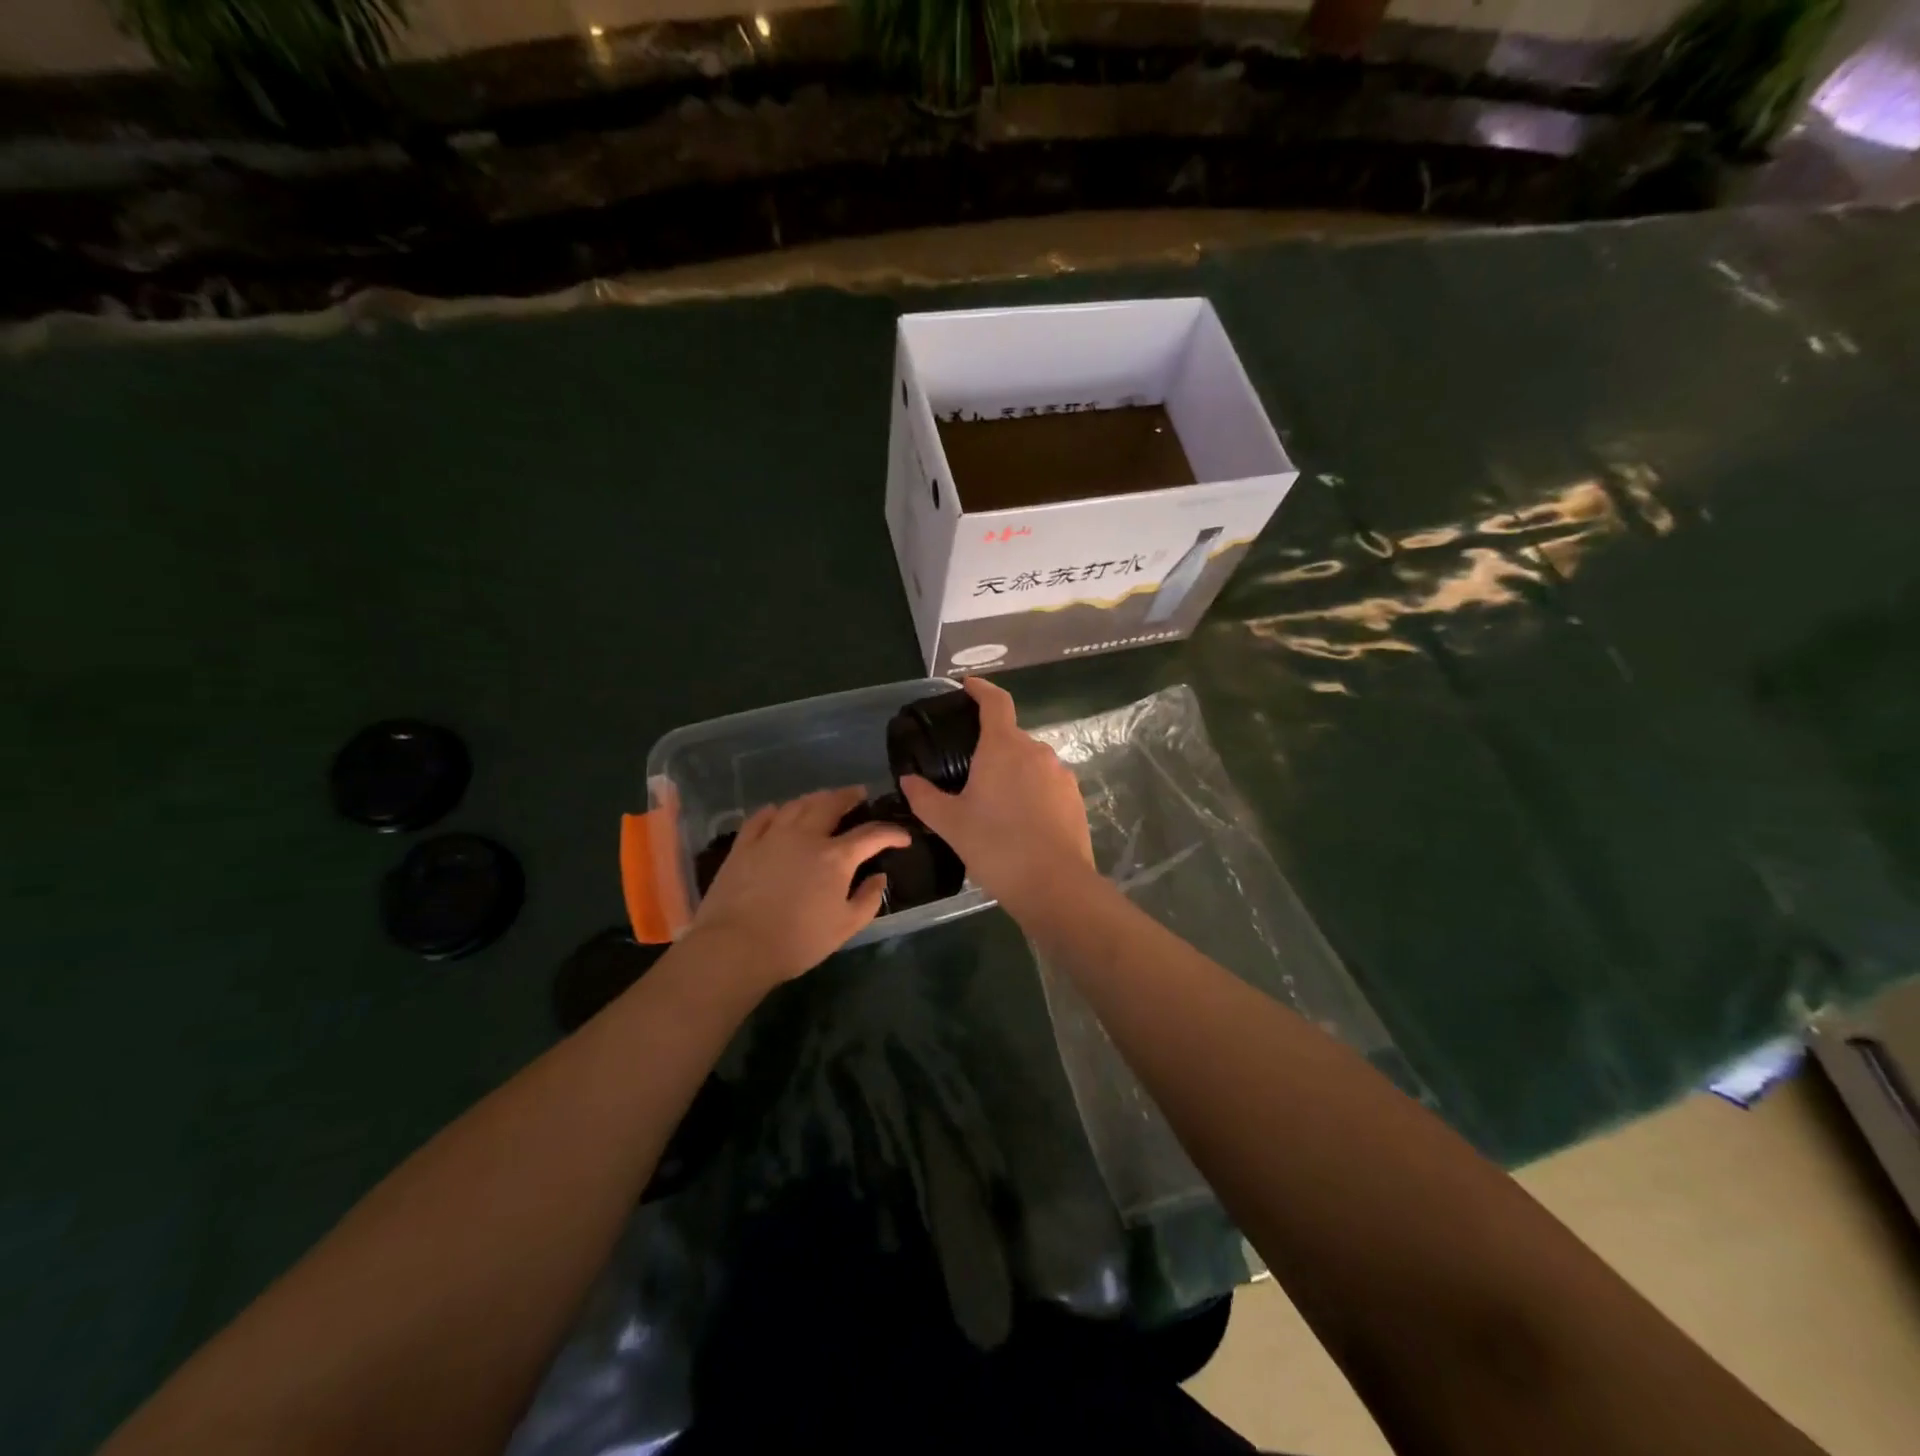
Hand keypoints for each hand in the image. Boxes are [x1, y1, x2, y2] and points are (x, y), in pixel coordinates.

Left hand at [690, 787, 910, 986]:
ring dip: (816, 798)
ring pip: (798, 804)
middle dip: (849, 796)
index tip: (903, 837)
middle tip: (859, 794)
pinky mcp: (744, 844)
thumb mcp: (845, 927)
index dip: (892, 833)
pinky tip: (779, 812)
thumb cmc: (797, 941)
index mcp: (836, 857)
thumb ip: (868, 899)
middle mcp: (806, 836)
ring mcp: (772, 836)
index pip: (872, 834)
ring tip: (824, 798)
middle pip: (831, 804)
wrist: (737, 946)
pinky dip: (776, 810)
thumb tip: (879, 876)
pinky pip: (762, 817)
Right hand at [898, 677, 1092, 911]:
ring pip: (1030, 763)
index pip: (995, 702)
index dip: (981, 689)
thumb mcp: (950, 824)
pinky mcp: (1075, 798)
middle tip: (968, 774)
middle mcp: (1036, 751)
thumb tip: (907, 780)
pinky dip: (1031, 793)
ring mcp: (1061, 774)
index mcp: (1003, 747)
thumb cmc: (996, 846)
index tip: (967, 686)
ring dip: (1012, 773)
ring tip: (994, 805)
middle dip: (990, 748)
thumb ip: (925, 797)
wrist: (1054, 885)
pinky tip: (1021, 822)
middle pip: (1010, 737)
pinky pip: (1047, 784)